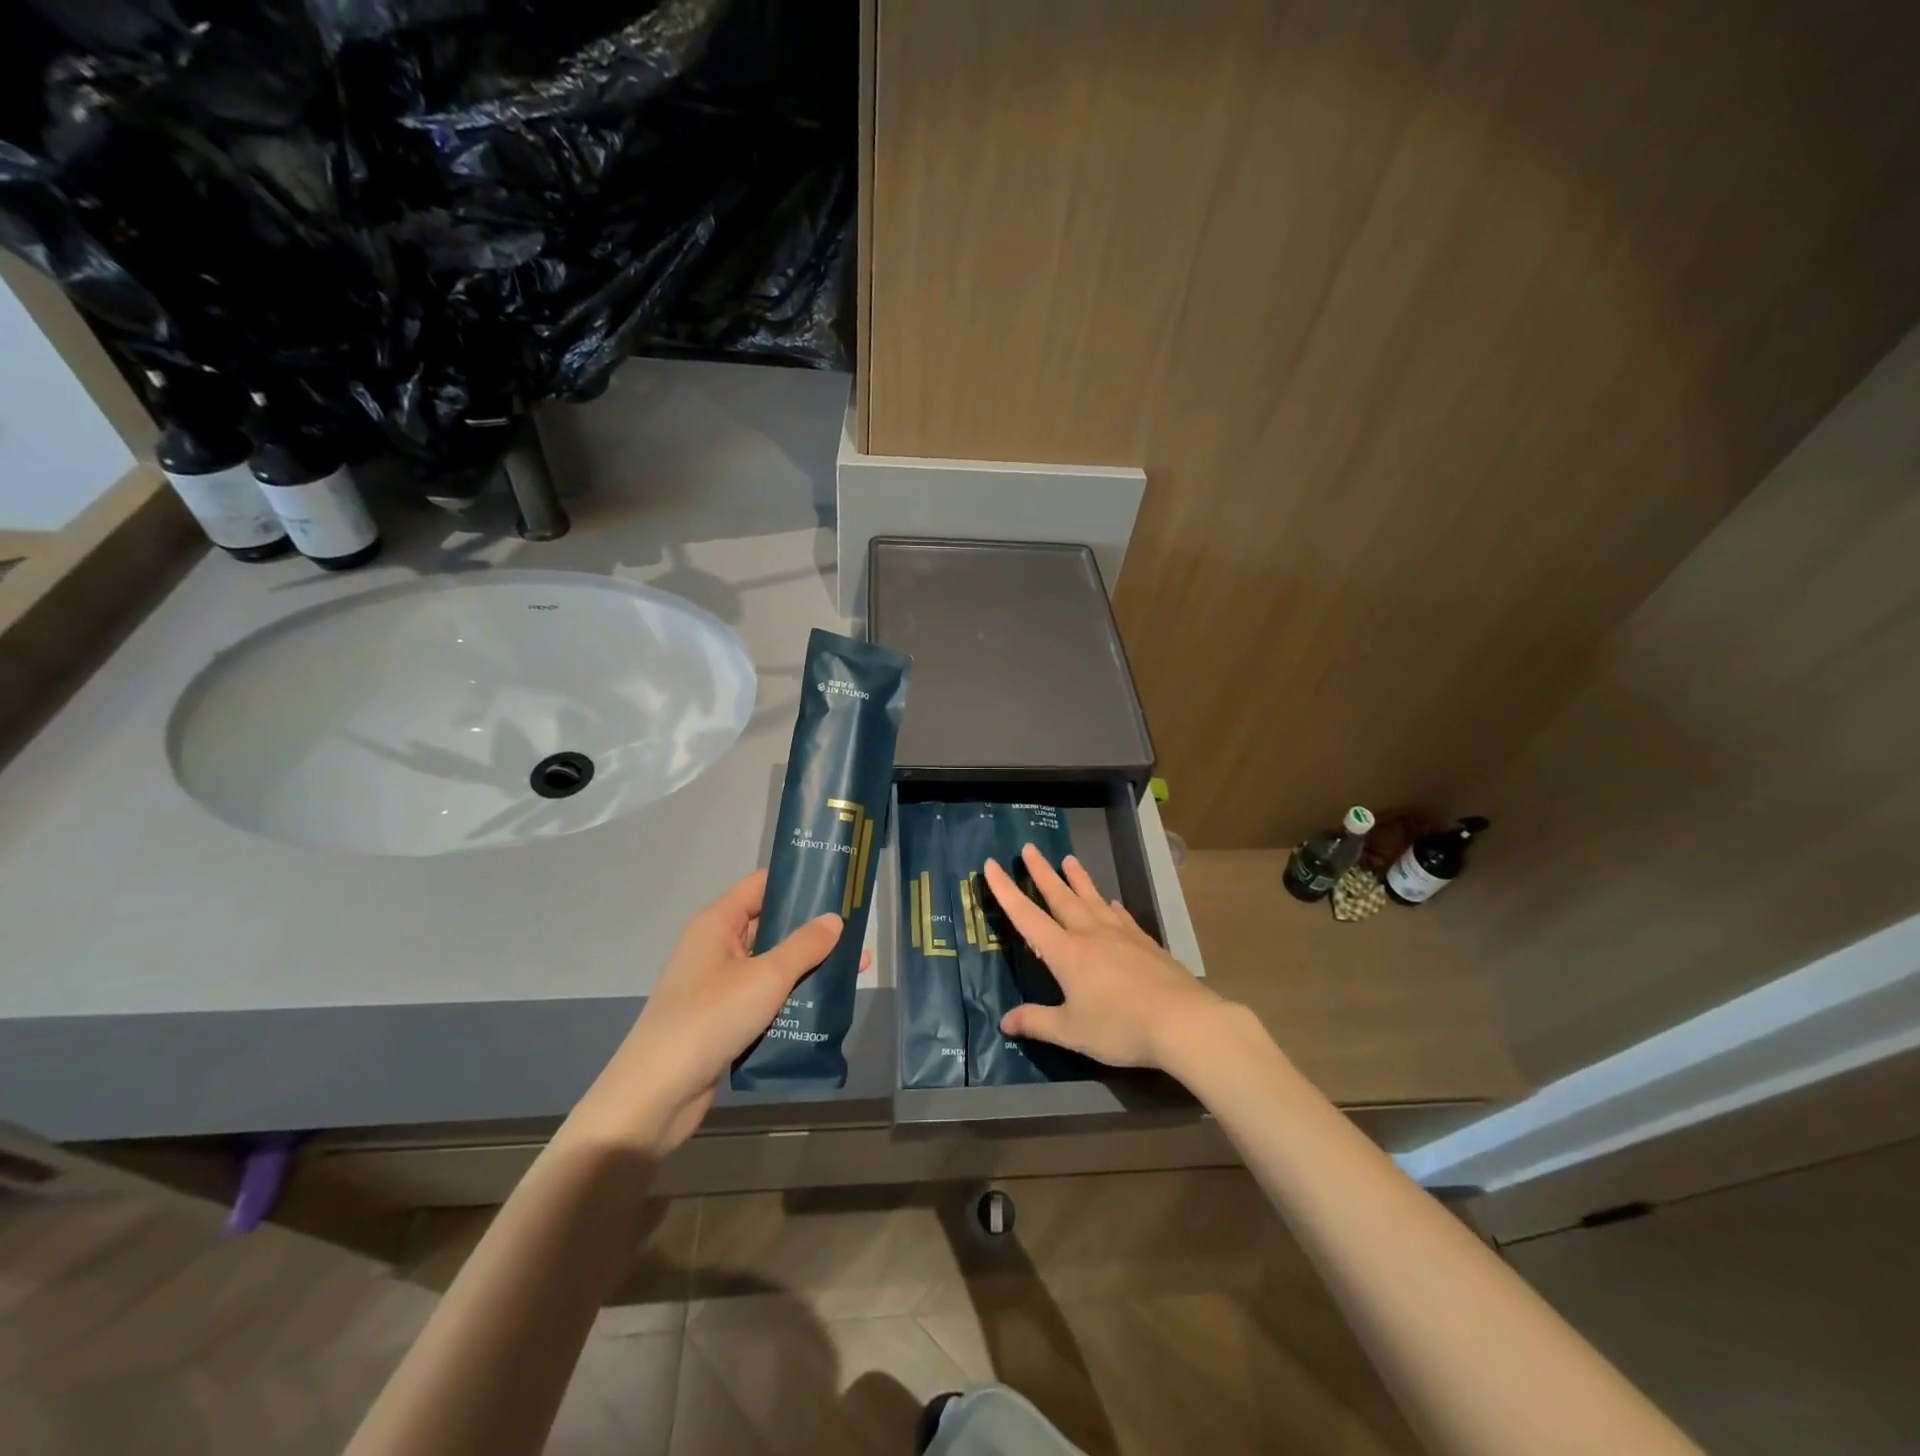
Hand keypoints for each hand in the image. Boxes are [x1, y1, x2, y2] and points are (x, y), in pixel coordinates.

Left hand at [568, 869, 851, 1158]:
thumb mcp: (766, 977)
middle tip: (856, 929)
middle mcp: (715, 948)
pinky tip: (824, 1007)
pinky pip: (763, 998)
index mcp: (717, 924)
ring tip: (851, 968)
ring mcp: (717, 986)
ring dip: (805, 968)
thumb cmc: (710, 1019)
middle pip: (769, 926)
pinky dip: (790, 999)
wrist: (656, 1096)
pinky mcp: (722, 1020)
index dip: (797, 882)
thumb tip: (835, 919)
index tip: (837, 883)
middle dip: (811, 930)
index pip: (761, 886)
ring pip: (770, 965)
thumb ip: (804, 946)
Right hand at [984, 845, 1228, 1071]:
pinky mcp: (1146, 944)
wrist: (1182, 1021)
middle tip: (1029, 848)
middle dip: (1042, 872)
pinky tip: (1113, 903)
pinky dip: (1113, 907)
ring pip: (1093, 899)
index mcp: (1066, 952)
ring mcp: (1122, 936)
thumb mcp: (1071, 1031)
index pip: (1027, 916)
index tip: (991, 865)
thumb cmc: (1119, 1026)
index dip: (1006, 891)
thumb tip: (1004, 1021)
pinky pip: (1123, 918)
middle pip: (1060, 897)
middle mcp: (1091, 935)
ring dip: (1078, 879)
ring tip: (1069, 859)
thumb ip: (1037, 1022)